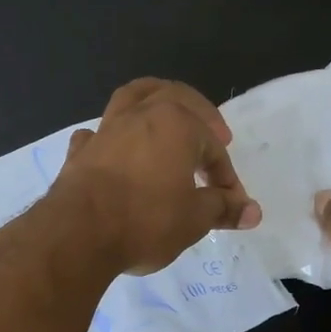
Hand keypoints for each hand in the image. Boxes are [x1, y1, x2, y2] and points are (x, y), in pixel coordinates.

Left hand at [50, 79, 261, 275]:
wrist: (78, 234)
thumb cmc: (145, 221)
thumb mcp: (194, 219)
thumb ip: (222, 209)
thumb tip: (252, 211)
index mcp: (175, 124)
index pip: (212, 147)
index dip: (225, 175)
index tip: (231, 203)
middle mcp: (139, 115)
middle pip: (174, 98)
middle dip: (199, 114)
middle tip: (214, 134)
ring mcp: (105, 130)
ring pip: (131, 98)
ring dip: (152, 102)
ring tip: (163, 116)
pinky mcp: (79, 152)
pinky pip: (98, 133)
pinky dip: (109, 136)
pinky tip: (112, 148)